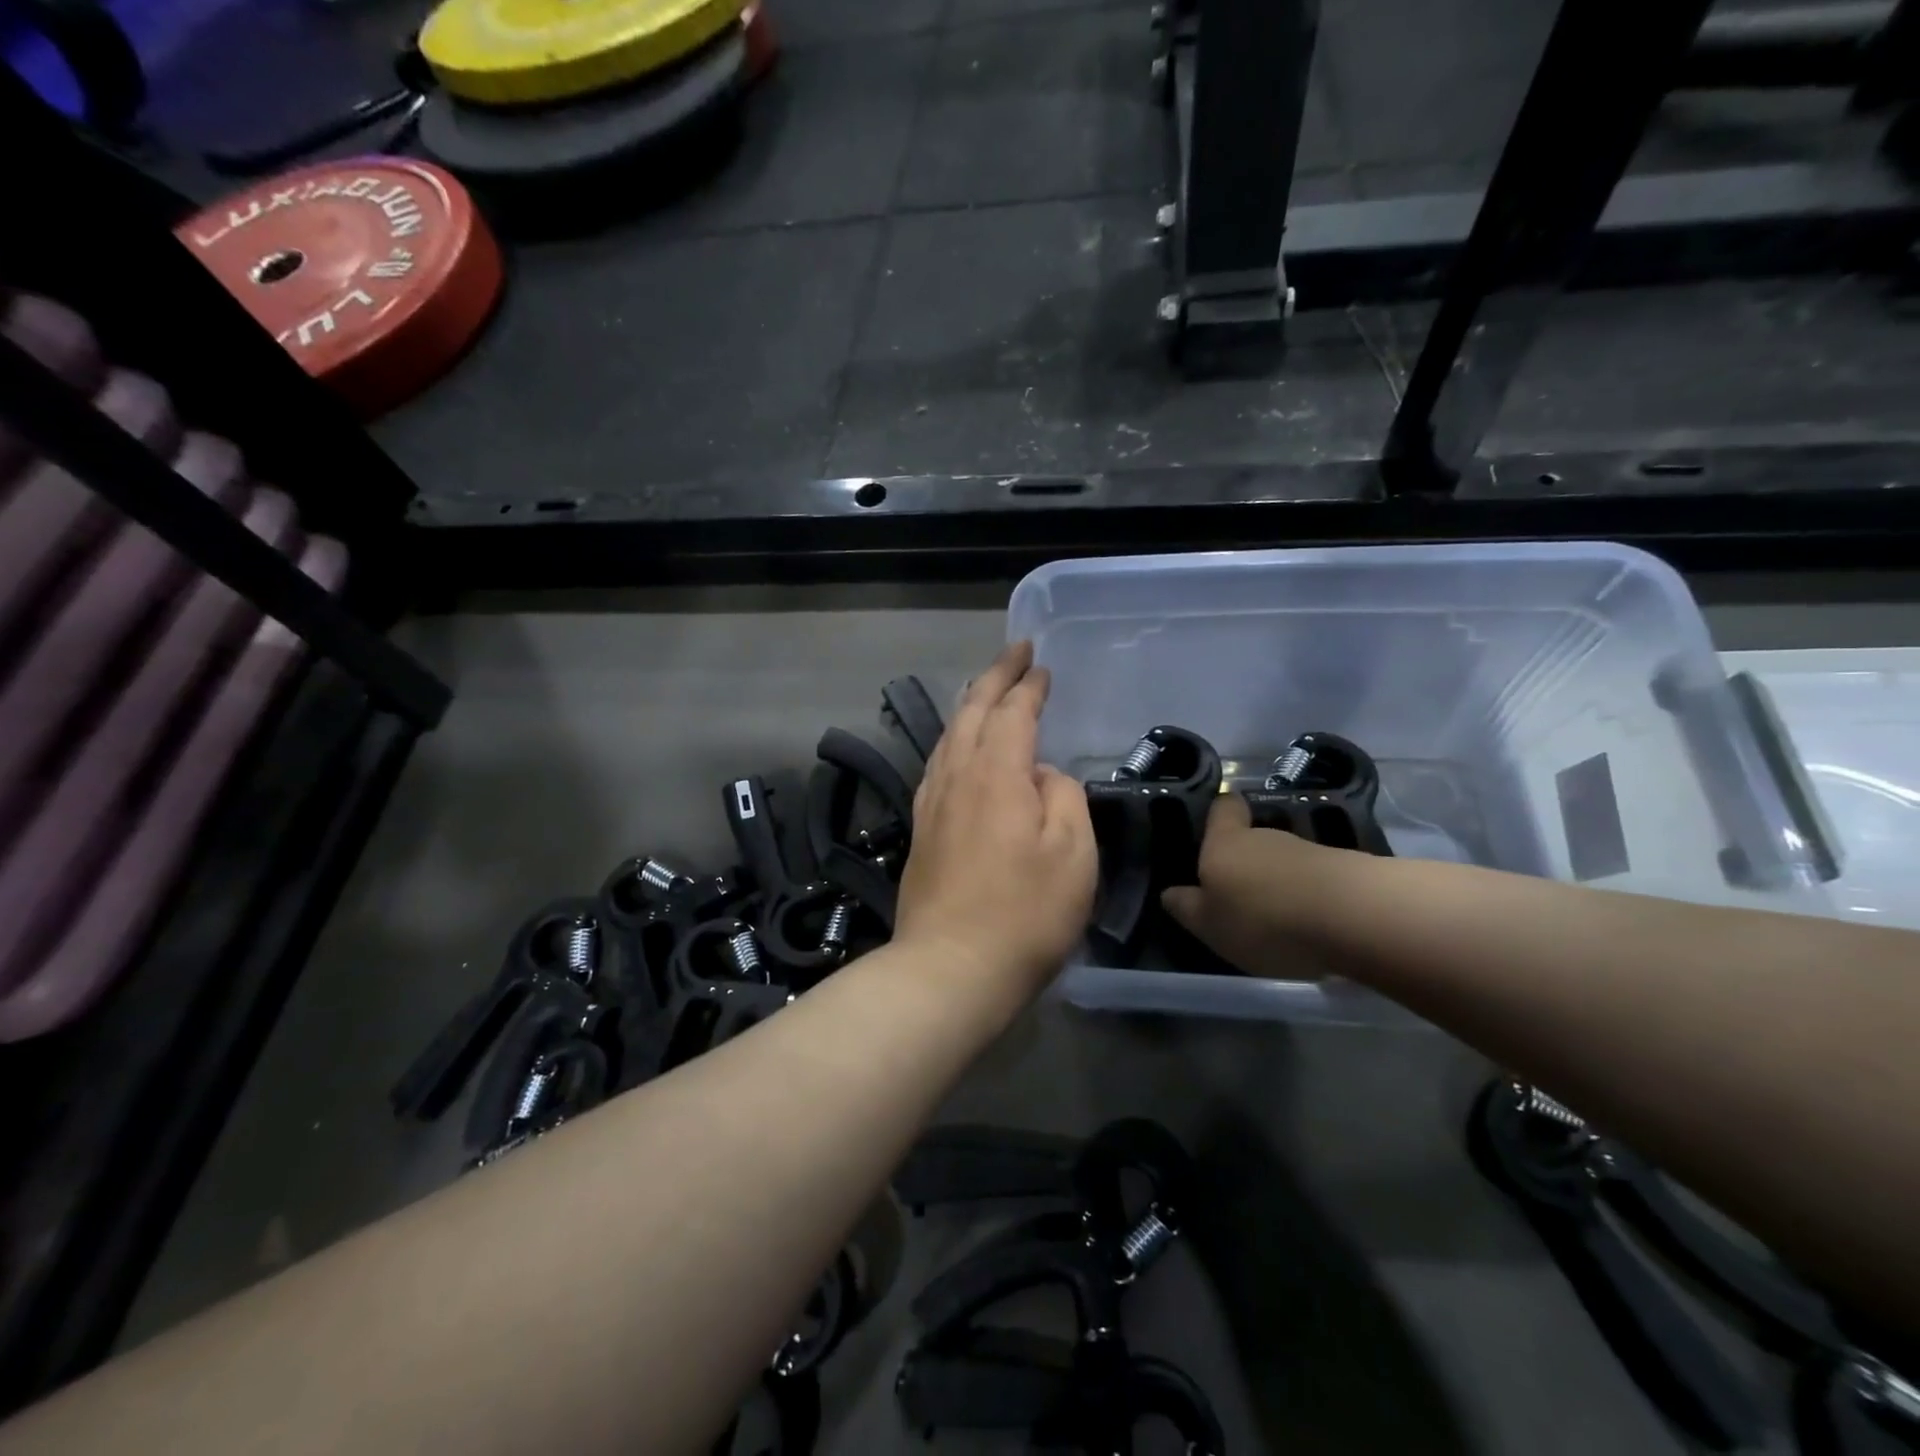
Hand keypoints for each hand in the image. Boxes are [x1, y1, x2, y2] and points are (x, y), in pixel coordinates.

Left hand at [896, 642, 1097, 1003]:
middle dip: (995, 676)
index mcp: (997, 773)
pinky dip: (953, 740)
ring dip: (970, 705)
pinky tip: (957, 748)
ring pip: (949, 736)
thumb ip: (1062, 797)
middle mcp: (957, 776)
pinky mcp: (921, 829)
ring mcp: (932, 802)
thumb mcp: (1073, 853)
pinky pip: (937, 764)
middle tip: (1015, 653)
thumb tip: (1040, 775)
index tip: (1041, 665)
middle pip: (973, 711)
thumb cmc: (1025, 913)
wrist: (950, 968)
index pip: (1013, 712)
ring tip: (985, 690)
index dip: (1028, 685)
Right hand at [1160, 794, 1361, 978]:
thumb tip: (1170, 894)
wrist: (1353, 917)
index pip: (1223, 808)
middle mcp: (1265, 836)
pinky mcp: (1346, 870)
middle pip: (1252, 839)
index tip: (1215, 830)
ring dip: (1280, 883)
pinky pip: (1316, 880)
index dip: (1220, 814)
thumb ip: (1187, 908)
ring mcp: (1309, 851)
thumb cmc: (1263, 918)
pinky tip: (1312, 926)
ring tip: (1279, 920)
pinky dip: (1310, 897)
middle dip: (1246, 863)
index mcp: (1225, 843)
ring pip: (1284, 862)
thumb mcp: (1210, 924)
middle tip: (1240, 898)